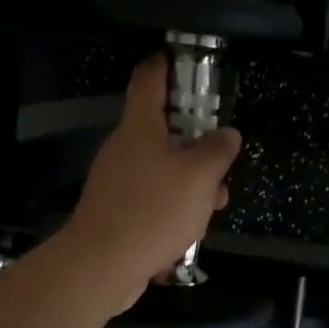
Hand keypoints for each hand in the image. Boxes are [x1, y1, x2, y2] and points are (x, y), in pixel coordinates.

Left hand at [59, 55, 241, 313]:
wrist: (101, 266)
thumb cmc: (153, 209)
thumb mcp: (200, 176)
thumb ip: (218, 150)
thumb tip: (228, 134)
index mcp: (140, 127)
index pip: (149, 78)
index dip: (167, 63)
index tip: (186, 61)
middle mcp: (124, 147)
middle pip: (163, 129)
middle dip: (197, 141)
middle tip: (222, 156)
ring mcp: (117, 180)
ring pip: (163, 167)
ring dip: (191, 180)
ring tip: (215, 205)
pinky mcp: (116, 210)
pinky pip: (152, 196)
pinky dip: (174, 205)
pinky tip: (191, 230)